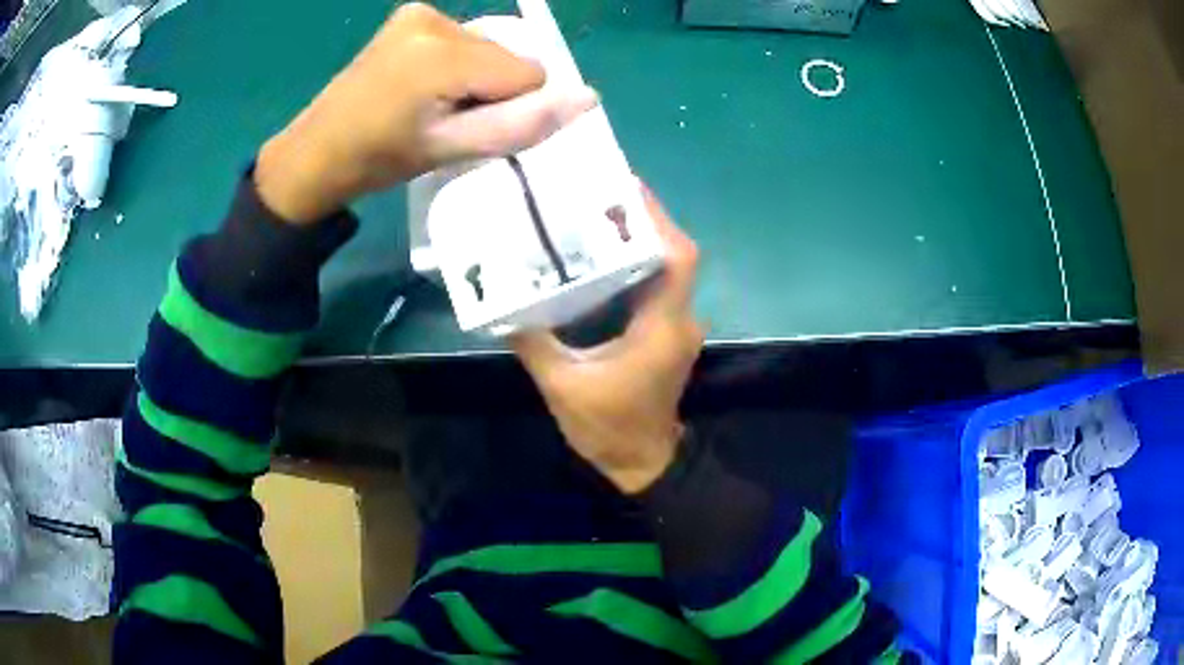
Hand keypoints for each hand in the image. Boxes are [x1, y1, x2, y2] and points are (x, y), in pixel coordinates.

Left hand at [255, 3, 597, 222]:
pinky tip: (421, 82)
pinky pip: (463, 37)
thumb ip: (522, 124)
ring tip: (428, 102)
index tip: (466, 125)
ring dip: (475, 76)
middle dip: (492, 89)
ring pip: (489, 46)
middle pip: (509, 55)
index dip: (510, 106)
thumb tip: (588, 97)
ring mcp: (420, 13)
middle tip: (444, 117)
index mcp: (444, 55)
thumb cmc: (382, 159)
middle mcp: (436, 20)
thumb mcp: (453, 150)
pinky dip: (457, 61)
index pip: (530, 73)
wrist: (318, 151)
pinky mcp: (411, 14)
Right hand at [512, 189, 703, 493]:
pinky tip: (601, 258)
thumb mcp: (561, 384)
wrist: (642, 462)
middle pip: (673, 254)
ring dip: (640, 240)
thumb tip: (502, 304)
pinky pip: (656, 287)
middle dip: (643, 220)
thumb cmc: (608, 427)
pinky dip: (635, 265)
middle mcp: (678, 319)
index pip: (677, 259)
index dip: (657, 219)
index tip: (625, 188)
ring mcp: (675, 326)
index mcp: (661, 326)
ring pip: (666, 268)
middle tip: (599, 194)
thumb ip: (532, 341)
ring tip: (597, 215)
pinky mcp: (666, 333)